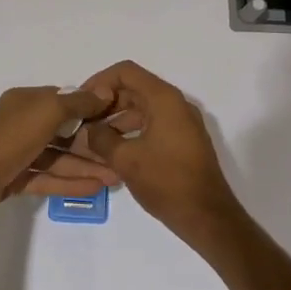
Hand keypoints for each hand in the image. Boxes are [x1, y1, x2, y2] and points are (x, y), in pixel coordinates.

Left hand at [0, 85, 114, 226]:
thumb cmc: (9, 138)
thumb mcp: (47, 112)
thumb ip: (77, 102)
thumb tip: (103, 90)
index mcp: (27, 101)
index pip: (64, 101)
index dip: (91, 109)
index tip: (117, 120)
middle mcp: (22, 123)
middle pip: (63, 131)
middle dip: (92, 144)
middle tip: (120, 157)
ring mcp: (17, 152)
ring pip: (57, 157)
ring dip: (85, 166)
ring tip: (114, 178)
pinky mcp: (14, 179)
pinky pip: (47, 178)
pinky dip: (68, 182)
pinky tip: (93, 189)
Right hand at [75, 61, 244, 251]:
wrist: (208, 217)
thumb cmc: (166, 182)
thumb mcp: (126, 160)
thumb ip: (101, 138)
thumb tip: (88, 130)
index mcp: (164, 99)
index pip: (126, 72)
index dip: (100, 81)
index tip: (82, 100)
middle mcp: (175, 104)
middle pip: (134, 89)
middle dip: (106, 103)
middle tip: (82, 122)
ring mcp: (182, 122)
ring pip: (142, 109)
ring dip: (117, 120)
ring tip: (92, 140)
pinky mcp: (184, 141)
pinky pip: (153, 125)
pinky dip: (132, 132)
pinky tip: (113, 151)